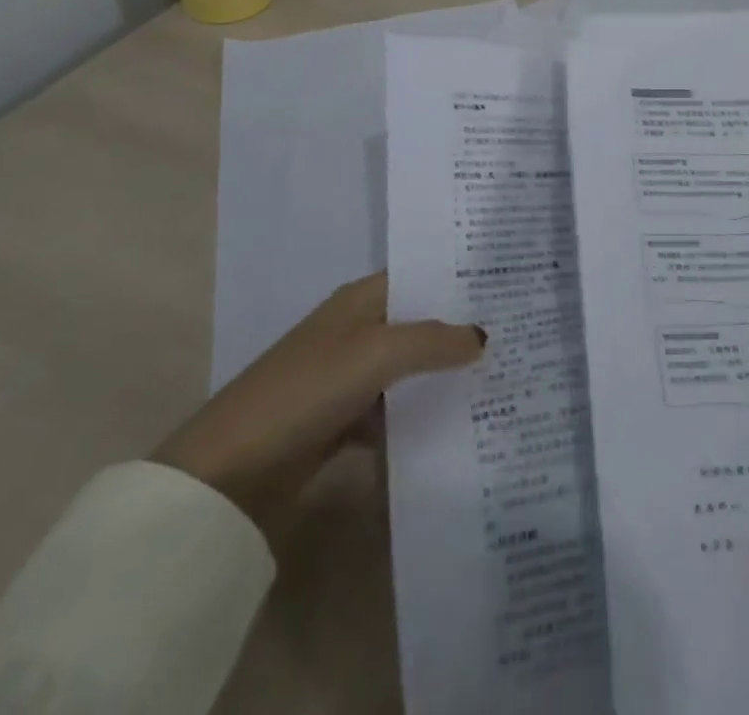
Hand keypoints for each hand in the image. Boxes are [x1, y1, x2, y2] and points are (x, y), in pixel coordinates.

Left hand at [153, 272, 483, 519]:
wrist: (231, 472)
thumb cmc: (307, 389)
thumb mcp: (376, 353)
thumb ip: (433, 340)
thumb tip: (483, 336)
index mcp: (359, 300)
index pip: (420, 277)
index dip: (459, 281)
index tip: (508, 289)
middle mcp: (355, 330)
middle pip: (418, 323)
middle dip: (459, 332)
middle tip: (518, 337)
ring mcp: (347, 377)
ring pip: (408, 370)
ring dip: (442, 377)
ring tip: (499, 381)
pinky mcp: (340, 422)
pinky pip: (392, 412)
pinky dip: (416, 418)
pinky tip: (455, 427)